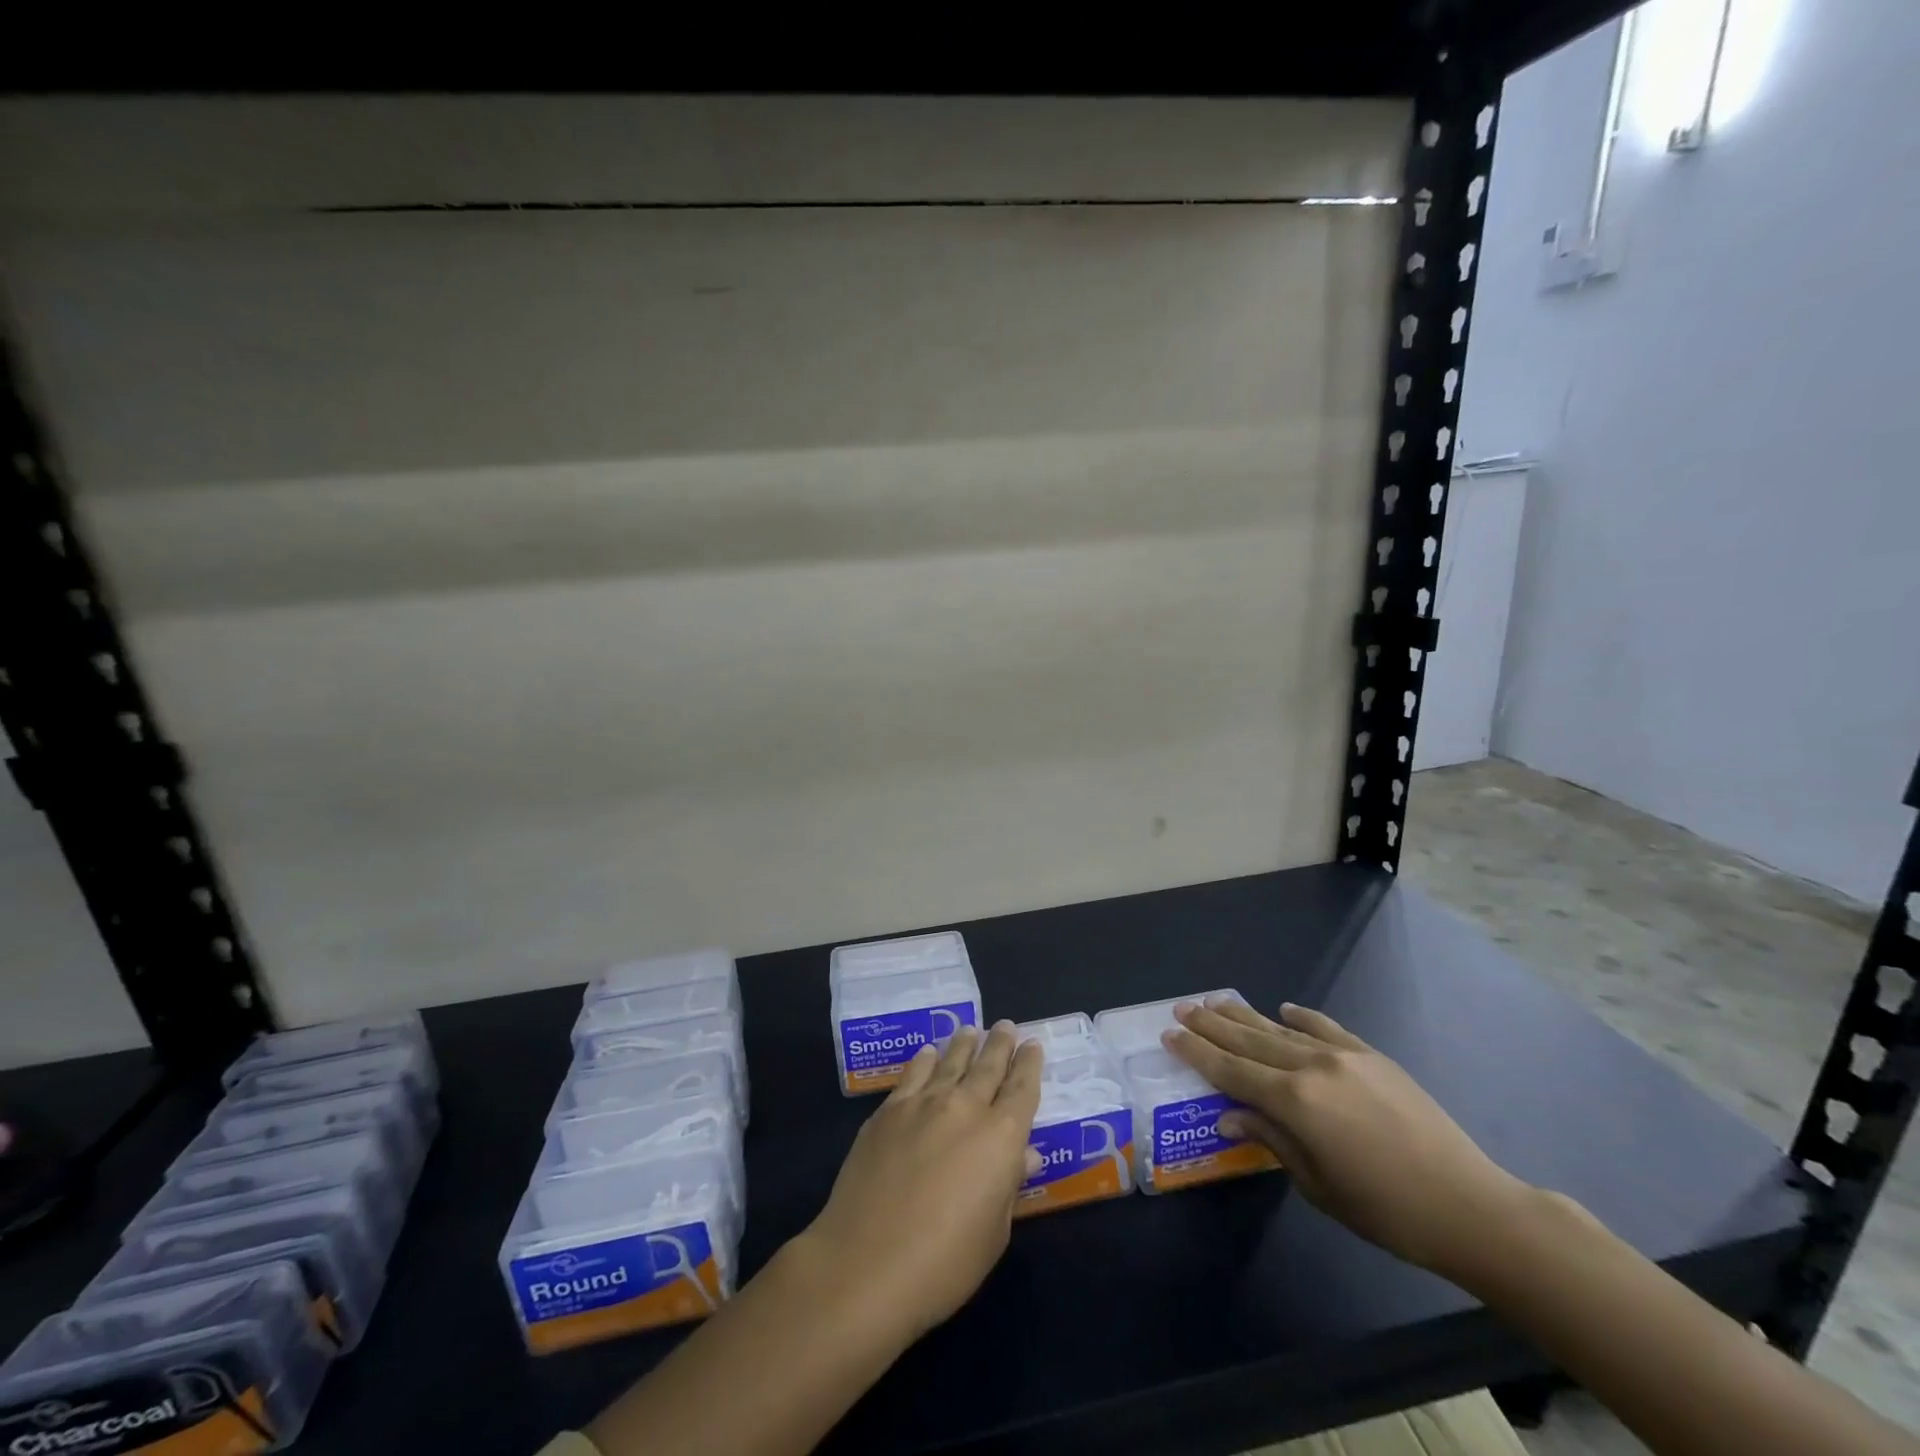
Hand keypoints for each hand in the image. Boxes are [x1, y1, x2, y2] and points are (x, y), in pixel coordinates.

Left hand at [799, 1022, 1044, 1340]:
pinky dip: (925, 1059)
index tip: (1033, 1044)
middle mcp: (965, 1108)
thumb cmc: (943, 1263)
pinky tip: (928, 1053)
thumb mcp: (993, 1233)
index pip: (1022, 1089)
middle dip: (1000, 1044)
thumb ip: (1010, 1184)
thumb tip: (1026, 1153)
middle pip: (988, 1066)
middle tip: (1006, 1025)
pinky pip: (913, 1074)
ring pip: (951, 1061)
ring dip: (964, 1044)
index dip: (1030, 1064)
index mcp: (1001, 1137)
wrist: (865, 1263)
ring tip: (971, 1029)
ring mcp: (923, 1104)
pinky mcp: (888, 1111)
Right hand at [1163, 998, 1530, 1280]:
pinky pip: (1325, 1027)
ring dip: (1245, 1015)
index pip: (1231, 1070)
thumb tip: (1230, 1117)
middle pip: (1249, 1041)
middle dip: (1211, 1025)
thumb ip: (1272, 1141)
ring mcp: (1344, 1056)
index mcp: (1295, 1102)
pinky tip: (1283, 1008)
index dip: (1197, 1053)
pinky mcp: (1371, 1056)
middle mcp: (1312, 1067)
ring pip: (1280, 1028)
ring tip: (1215, 1000)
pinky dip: (1301, 1017)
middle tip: (1182, 1007)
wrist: (1470, 1205)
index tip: (1169, 1034)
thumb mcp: (1318, 1185)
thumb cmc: (1386, 1211)